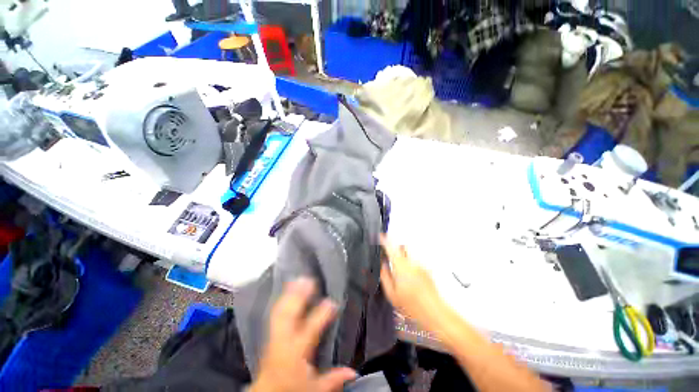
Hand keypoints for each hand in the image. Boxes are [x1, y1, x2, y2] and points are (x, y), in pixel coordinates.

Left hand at [250, 279, 356, 391]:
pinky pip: (276, 312)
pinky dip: (282, 299)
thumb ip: (333, 379)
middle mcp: (284, 340)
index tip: (332, 301)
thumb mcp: (315, 388)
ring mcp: (275, 335)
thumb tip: (354, 371)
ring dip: (290, 293)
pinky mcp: (270, 333)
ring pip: (282, 310)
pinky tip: (288, 288)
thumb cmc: (293, 388)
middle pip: (290, 315)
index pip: (311, 329)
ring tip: (299, 279)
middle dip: (299, 296)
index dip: (322, 314)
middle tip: (309, 280)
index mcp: (297, 352)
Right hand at [380, 235, 443, 329]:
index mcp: (401, 267)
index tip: (380, 235)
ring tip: (401, 269)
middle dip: (396, 246)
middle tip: (391, 256)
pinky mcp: (427, 270)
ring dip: (404, 255)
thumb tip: (382, 264)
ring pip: (410, 253)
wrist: (434, 312)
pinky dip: (410, 263)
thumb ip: (385, 276)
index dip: (385, 240)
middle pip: (403, 246)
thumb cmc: (411, 305)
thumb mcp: (392, 294)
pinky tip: (410, 277)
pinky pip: (416, 261)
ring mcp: (421, 265)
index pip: (391, 248)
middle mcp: (412, 262)